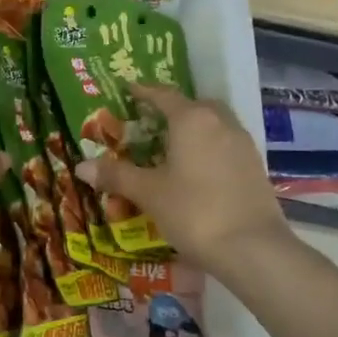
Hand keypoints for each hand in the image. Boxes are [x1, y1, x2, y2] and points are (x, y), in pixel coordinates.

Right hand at [75, 83, 292, 267]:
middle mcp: (220, 122)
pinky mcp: (255, 166)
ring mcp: (242, 143)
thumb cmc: (194, 211)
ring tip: (173, 146)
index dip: (144, 91)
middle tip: (151, 121)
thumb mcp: (149, 193)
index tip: (128, 89)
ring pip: (214, 124)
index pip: (163, 95)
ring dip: (194, 128)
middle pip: (194, 105)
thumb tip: (82, 166)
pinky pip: (225, 144)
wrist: (253, 248)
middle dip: (173, 109)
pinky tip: (197, 169)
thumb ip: (116, 175)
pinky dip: (209, 147)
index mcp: (192, 119)